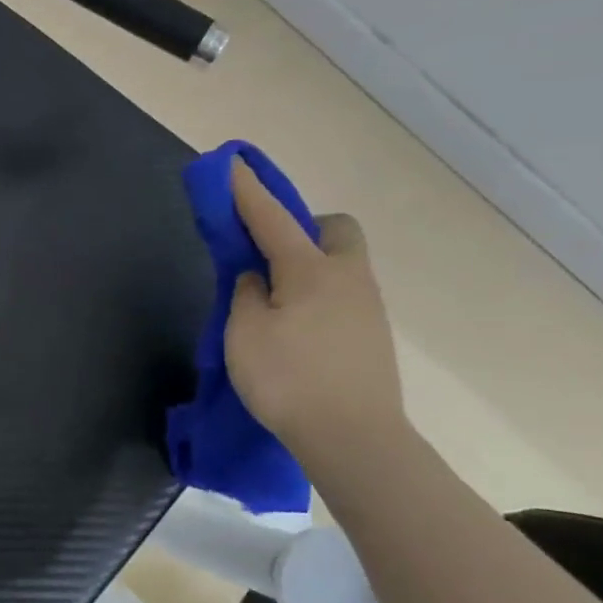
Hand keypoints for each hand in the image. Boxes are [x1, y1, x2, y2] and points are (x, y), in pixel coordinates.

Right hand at [224, 158, 404, 459]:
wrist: (354, 439)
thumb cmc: (288, 379)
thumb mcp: (244, 333)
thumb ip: (246, 295)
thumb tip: (257, 278)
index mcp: (311, 270)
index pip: (271, 218)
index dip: (246, 191)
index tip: (230, 163)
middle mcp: (347, 277)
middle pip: (334, 230)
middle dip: (303, 227)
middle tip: (268, 254)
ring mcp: (368, 307)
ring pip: (341, 265)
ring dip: (308, 265)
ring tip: (274, 302)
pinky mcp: (372, 337)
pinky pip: (343, 295)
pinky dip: (318, 295)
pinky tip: (297, 329)